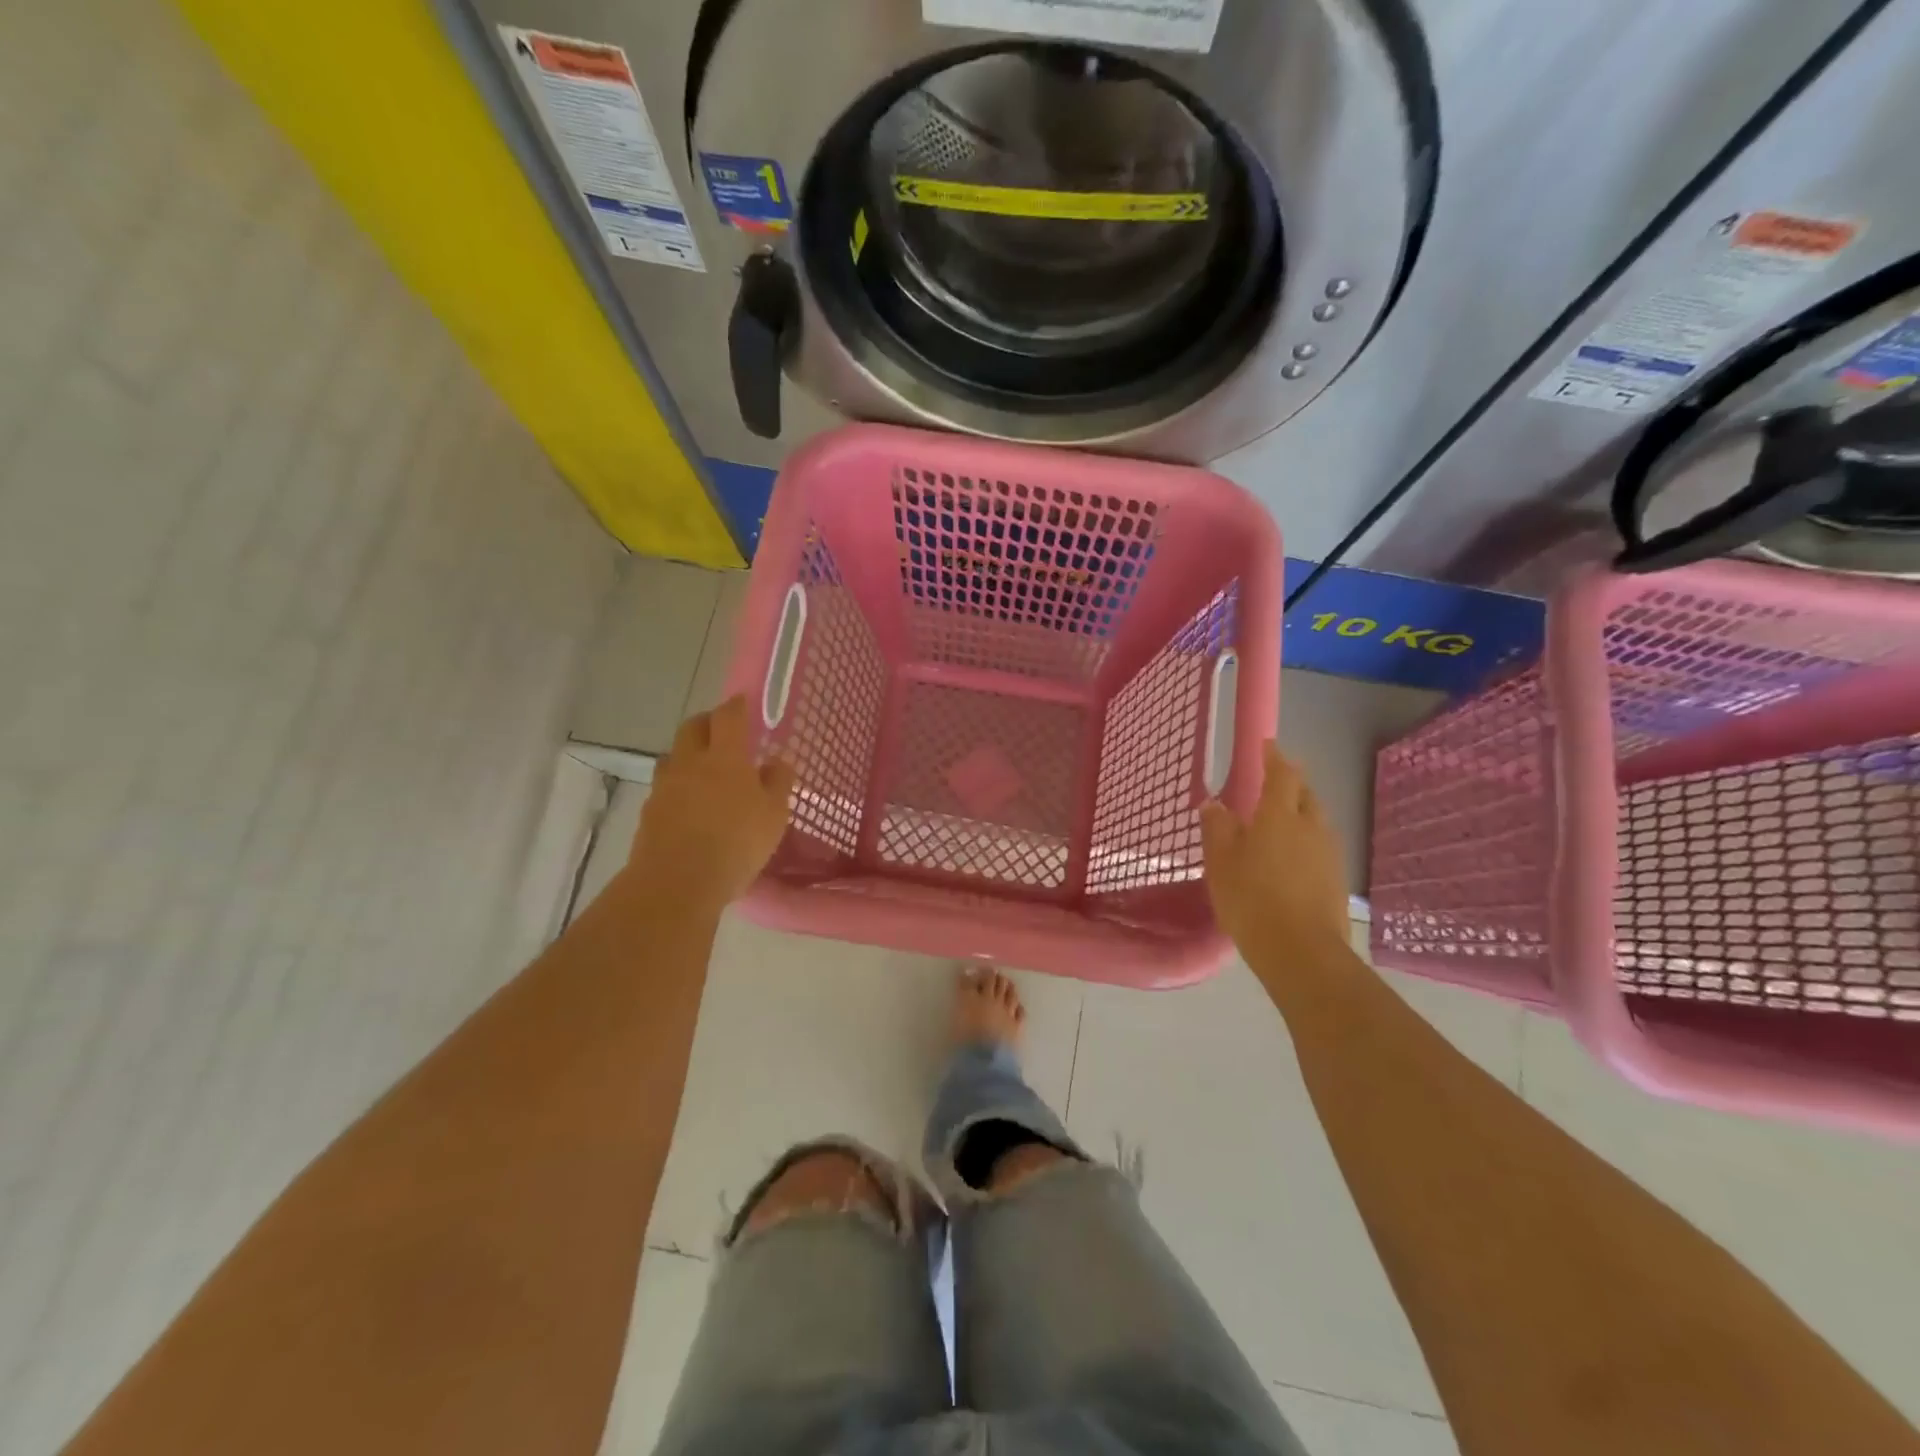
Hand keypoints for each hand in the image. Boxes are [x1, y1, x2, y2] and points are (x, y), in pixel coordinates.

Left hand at [628, 695, 794, 912]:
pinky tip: (690, 806)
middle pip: (693, 727)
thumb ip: (778, 783)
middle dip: (707, 722)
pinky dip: (678, 787)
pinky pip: (665, 788)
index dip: (736, 706)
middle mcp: (691, 762)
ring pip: (674, 756)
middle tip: (722, 731)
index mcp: (725, 756)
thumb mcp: (774, 814)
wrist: (677, 882)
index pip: (728, 716)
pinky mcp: (649, 812)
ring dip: (688, 755)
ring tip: (704, 771)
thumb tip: (777, 761)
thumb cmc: (737, 842)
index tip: (743, 702)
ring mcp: (665, 787)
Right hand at [1201, 742, 1349, 955]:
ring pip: (1315, 821)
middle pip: (1305, 794)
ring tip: (1279, 823)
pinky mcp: (1337, 879)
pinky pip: (1320, 847)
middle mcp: (1311, 826)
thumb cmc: (1252, 899)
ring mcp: (1329, 853)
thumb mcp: (1221, 862)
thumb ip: (1217, 828)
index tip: (1266, 746)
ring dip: (1300, 814)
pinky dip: (1306, 842)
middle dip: (1290, 784)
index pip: (1282, 774)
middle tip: (1271, 785)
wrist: (1301, 952)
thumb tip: (1214, 804)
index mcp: (1280, 815)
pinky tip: (1291, 859)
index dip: (1274, 757)